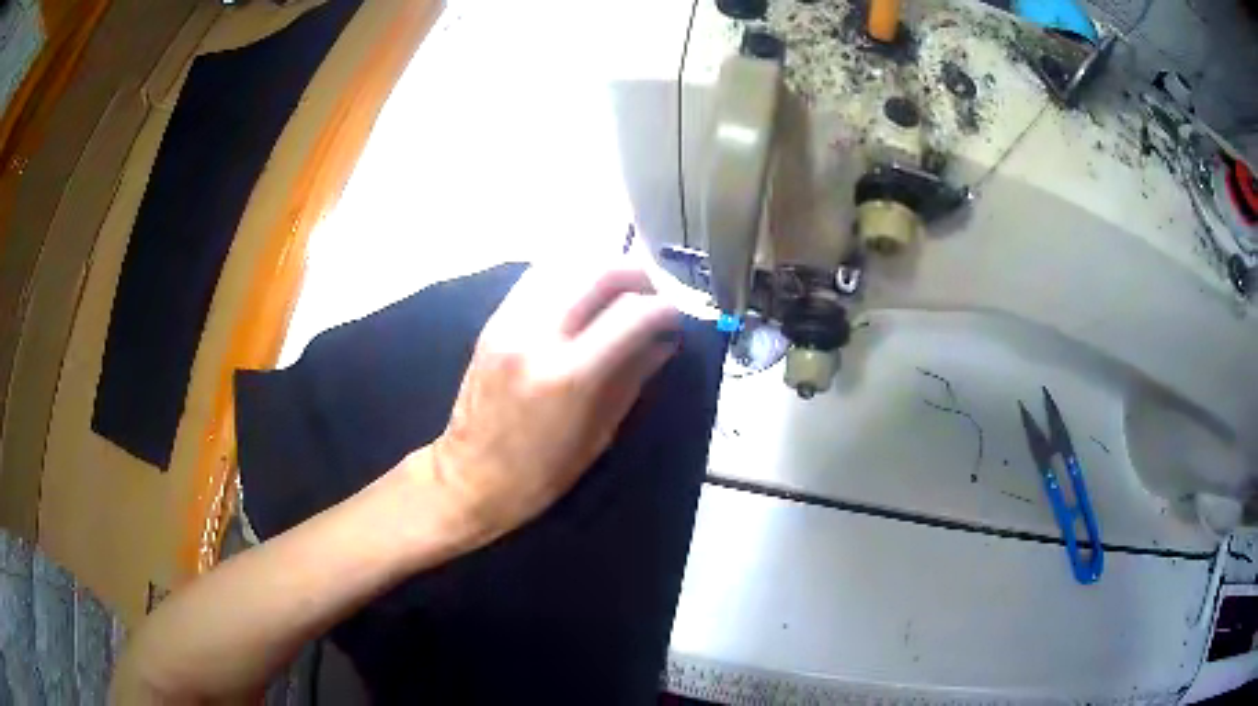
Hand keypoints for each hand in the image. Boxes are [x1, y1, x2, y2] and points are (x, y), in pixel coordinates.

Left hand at [422, 264, 679, 543]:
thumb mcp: (600, 434)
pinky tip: (585, 294)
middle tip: (654, 294)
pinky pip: (539, 276)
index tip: (678, 317)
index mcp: (568, 376)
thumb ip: (634, 378)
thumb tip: (665, 341)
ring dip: (603, 268)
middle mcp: (537, 336)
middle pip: (599, 272)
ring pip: (566, 263)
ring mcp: (509, 322)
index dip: (665, 308)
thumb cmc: (541, 473)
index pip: (631, 314)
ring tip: (622, 291)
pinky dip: (571, 275)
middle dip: (637, 274)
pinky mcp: (493, 320)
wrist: (470, 476)